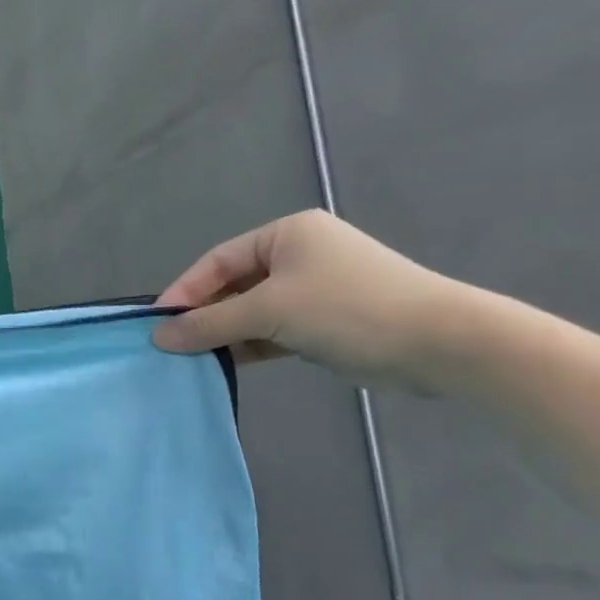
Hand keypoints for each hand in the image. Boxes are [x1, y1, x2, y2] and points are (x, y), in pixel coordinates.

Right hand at [152, 210, 461, 388]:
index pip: (217, 261)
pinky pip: (273, 330)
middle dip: (203, 316)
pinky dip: (250, 345)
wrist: (442, 343)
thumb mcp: (269, 311)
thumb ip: (210, 323)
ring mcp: (314, 289)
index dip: (184, 292)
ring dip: (225, 334)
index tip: (157, 324)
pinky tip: (226, 364)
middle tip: (172, 345)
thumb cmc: (348, 309)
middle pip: (232, 286)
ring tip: (193, 359)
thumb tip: (159, 337)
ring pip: (252, 311)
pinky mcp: (326, 321)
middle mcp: (299, 255)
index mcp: (286, 234)